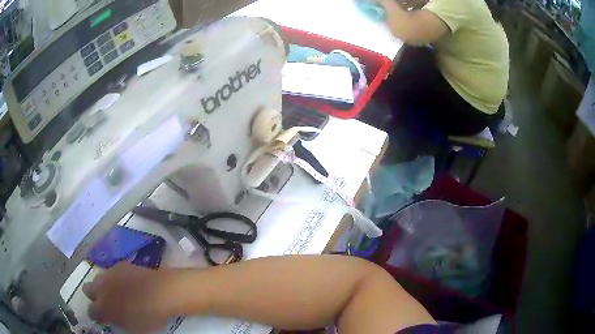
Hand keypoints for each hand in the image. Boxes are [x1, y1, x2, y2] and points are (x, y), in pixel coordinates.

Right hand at [83, 262, 182, 332]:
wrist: (161, 292)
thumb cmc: (148, 316)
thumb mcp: (132, 329)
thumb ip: (118, 323)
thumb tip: (114, 320)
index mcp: (103, 308)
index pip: (91, 312)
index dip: (96, 316)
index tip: (103, 319)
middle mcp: (101, 288)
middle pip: (88, 289)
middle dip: (94, 296)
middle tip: (107, 303)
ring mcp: (109, 274)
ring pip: (97, 278)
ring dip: (103, 286)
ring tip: (117, 292)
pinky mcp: (120, 265)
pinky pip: (112, 271)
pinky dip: (115, 278)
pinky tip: (128, 283)